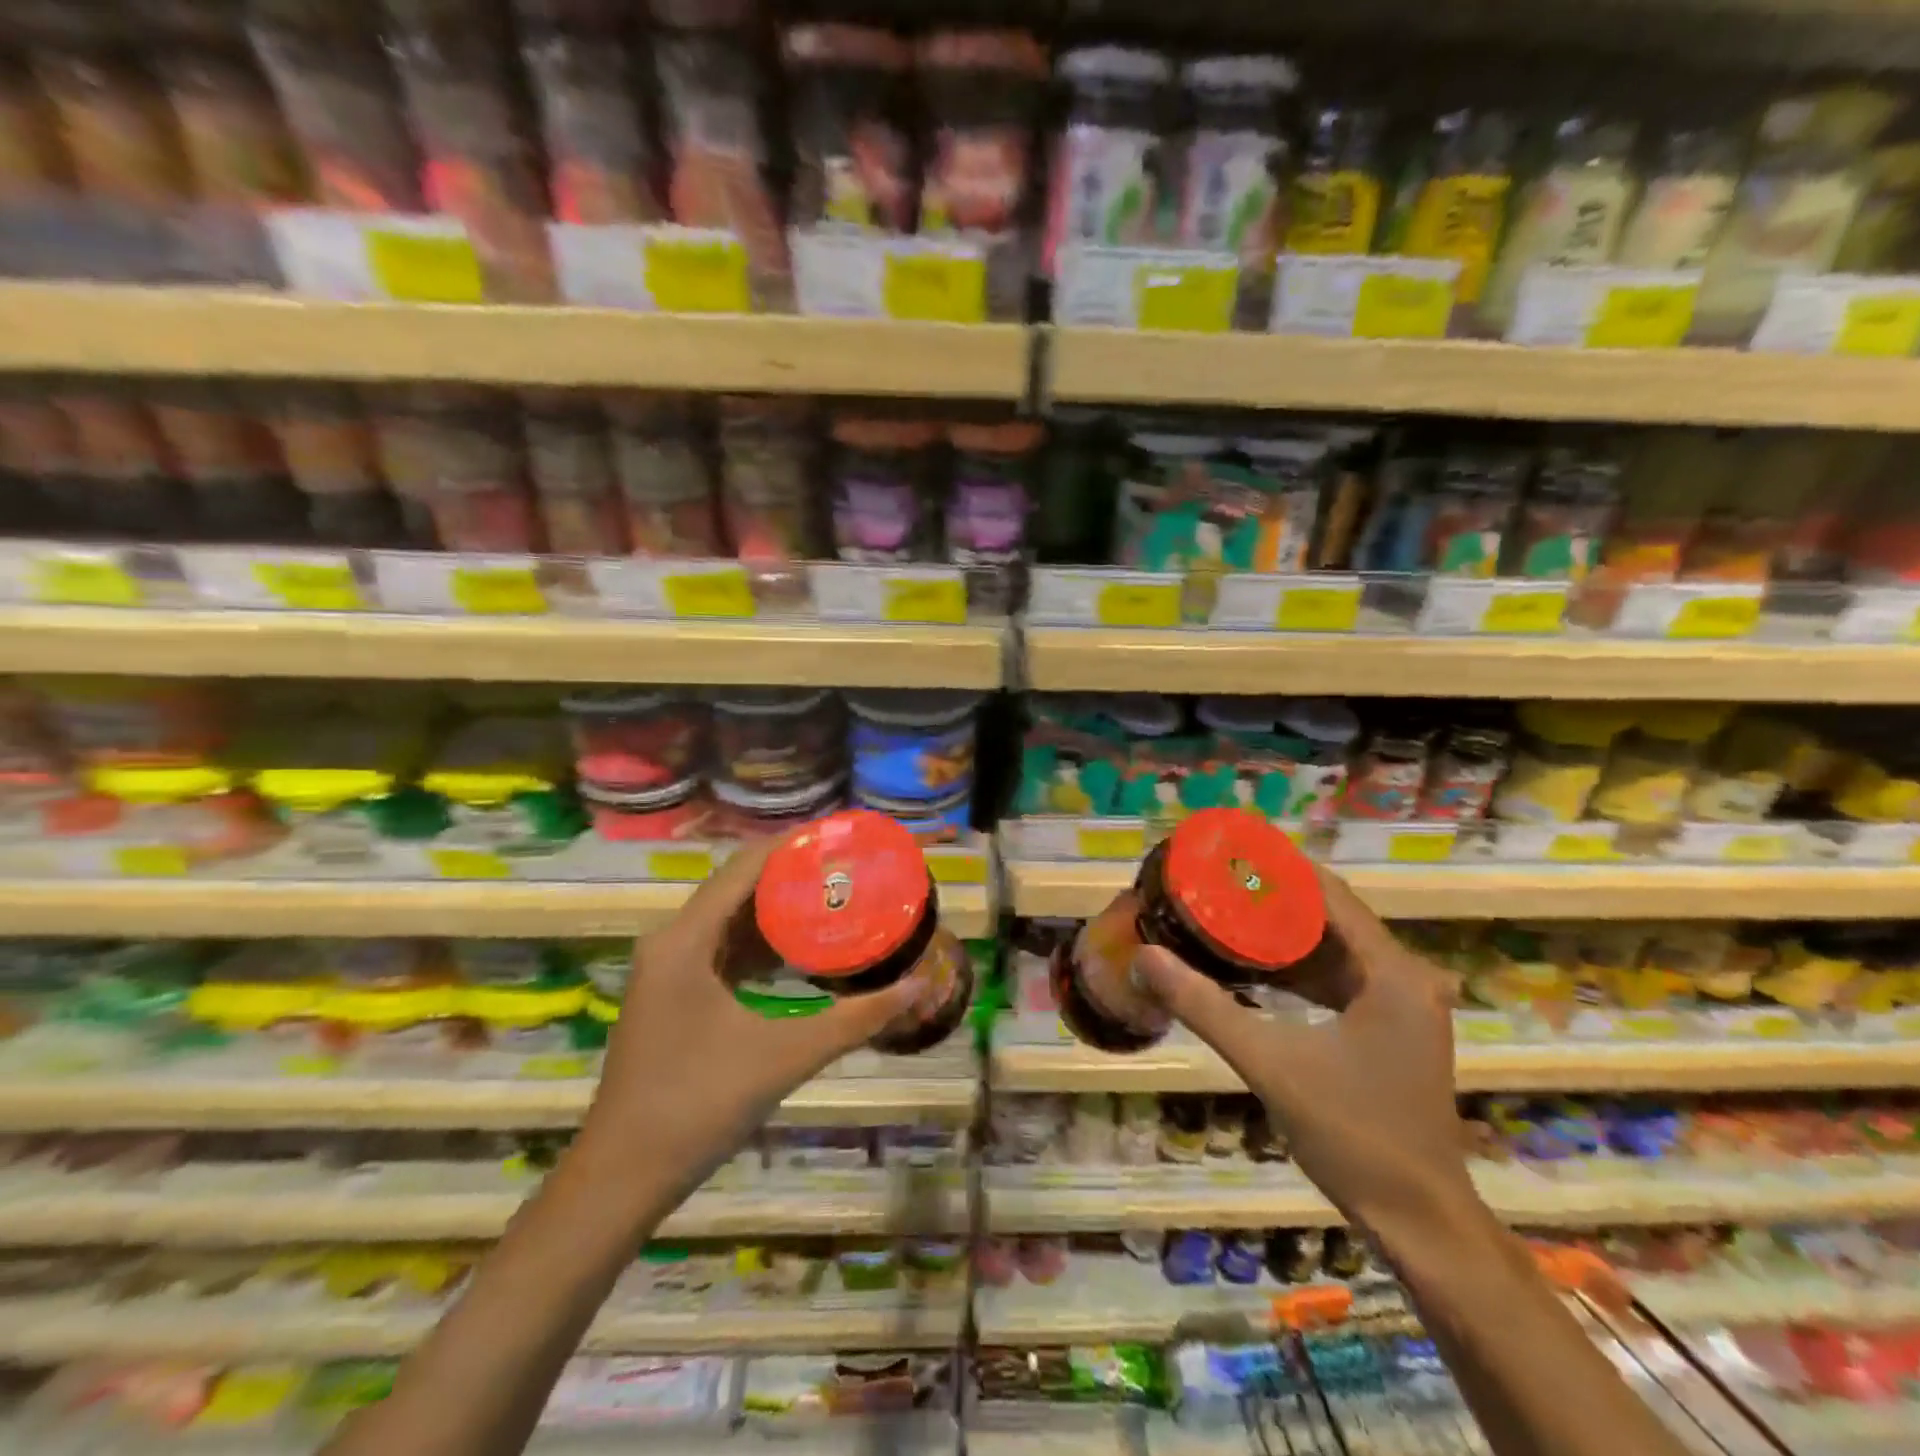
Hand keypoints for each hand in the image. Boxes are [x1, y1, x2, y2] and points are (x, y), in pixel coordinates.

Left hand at [574, 833, 916, 1210]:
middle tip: (848, 868)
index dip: (792, 845)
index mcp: (686, 939)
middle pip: (737, 887)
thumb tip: (920, 986)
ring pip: (729, 919)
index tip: (841, 836)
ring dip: (776, 908)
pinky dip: (760, 943)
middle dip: (791, 874)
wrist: (624, 1177)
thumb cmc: (700, 1105)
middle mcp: (671, 941)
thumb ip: (856, 1019)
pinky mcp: (673, 995)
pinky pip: (721, 949)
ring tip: (832, 896)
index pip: (745, 867)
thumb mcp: (786, 1055)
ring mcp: (667, 970)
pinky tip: (799, 949)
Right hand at [1133, 864, 1474, 1236]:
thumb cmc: (1353, 1135)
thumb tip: (1145, 957)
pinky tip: (1253, 968)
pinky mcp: (1392, 1028)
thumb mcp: (1269, 1064)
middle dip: (1272, 898)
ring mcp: (1403, 1004)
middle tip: (1215, 883)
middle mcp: (1406, 977)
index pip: (1329, 894)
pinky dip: (1298, 969)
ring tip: (1225, 913)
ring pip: (1334, 948)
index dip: (1278, 868)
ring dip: (1283, 934)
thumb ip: (1204, 1006)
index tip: (1228, 853)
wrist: (1418, 1221)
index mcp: (1391, 972)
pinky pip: (1340, 978)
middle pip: (1331, 916)